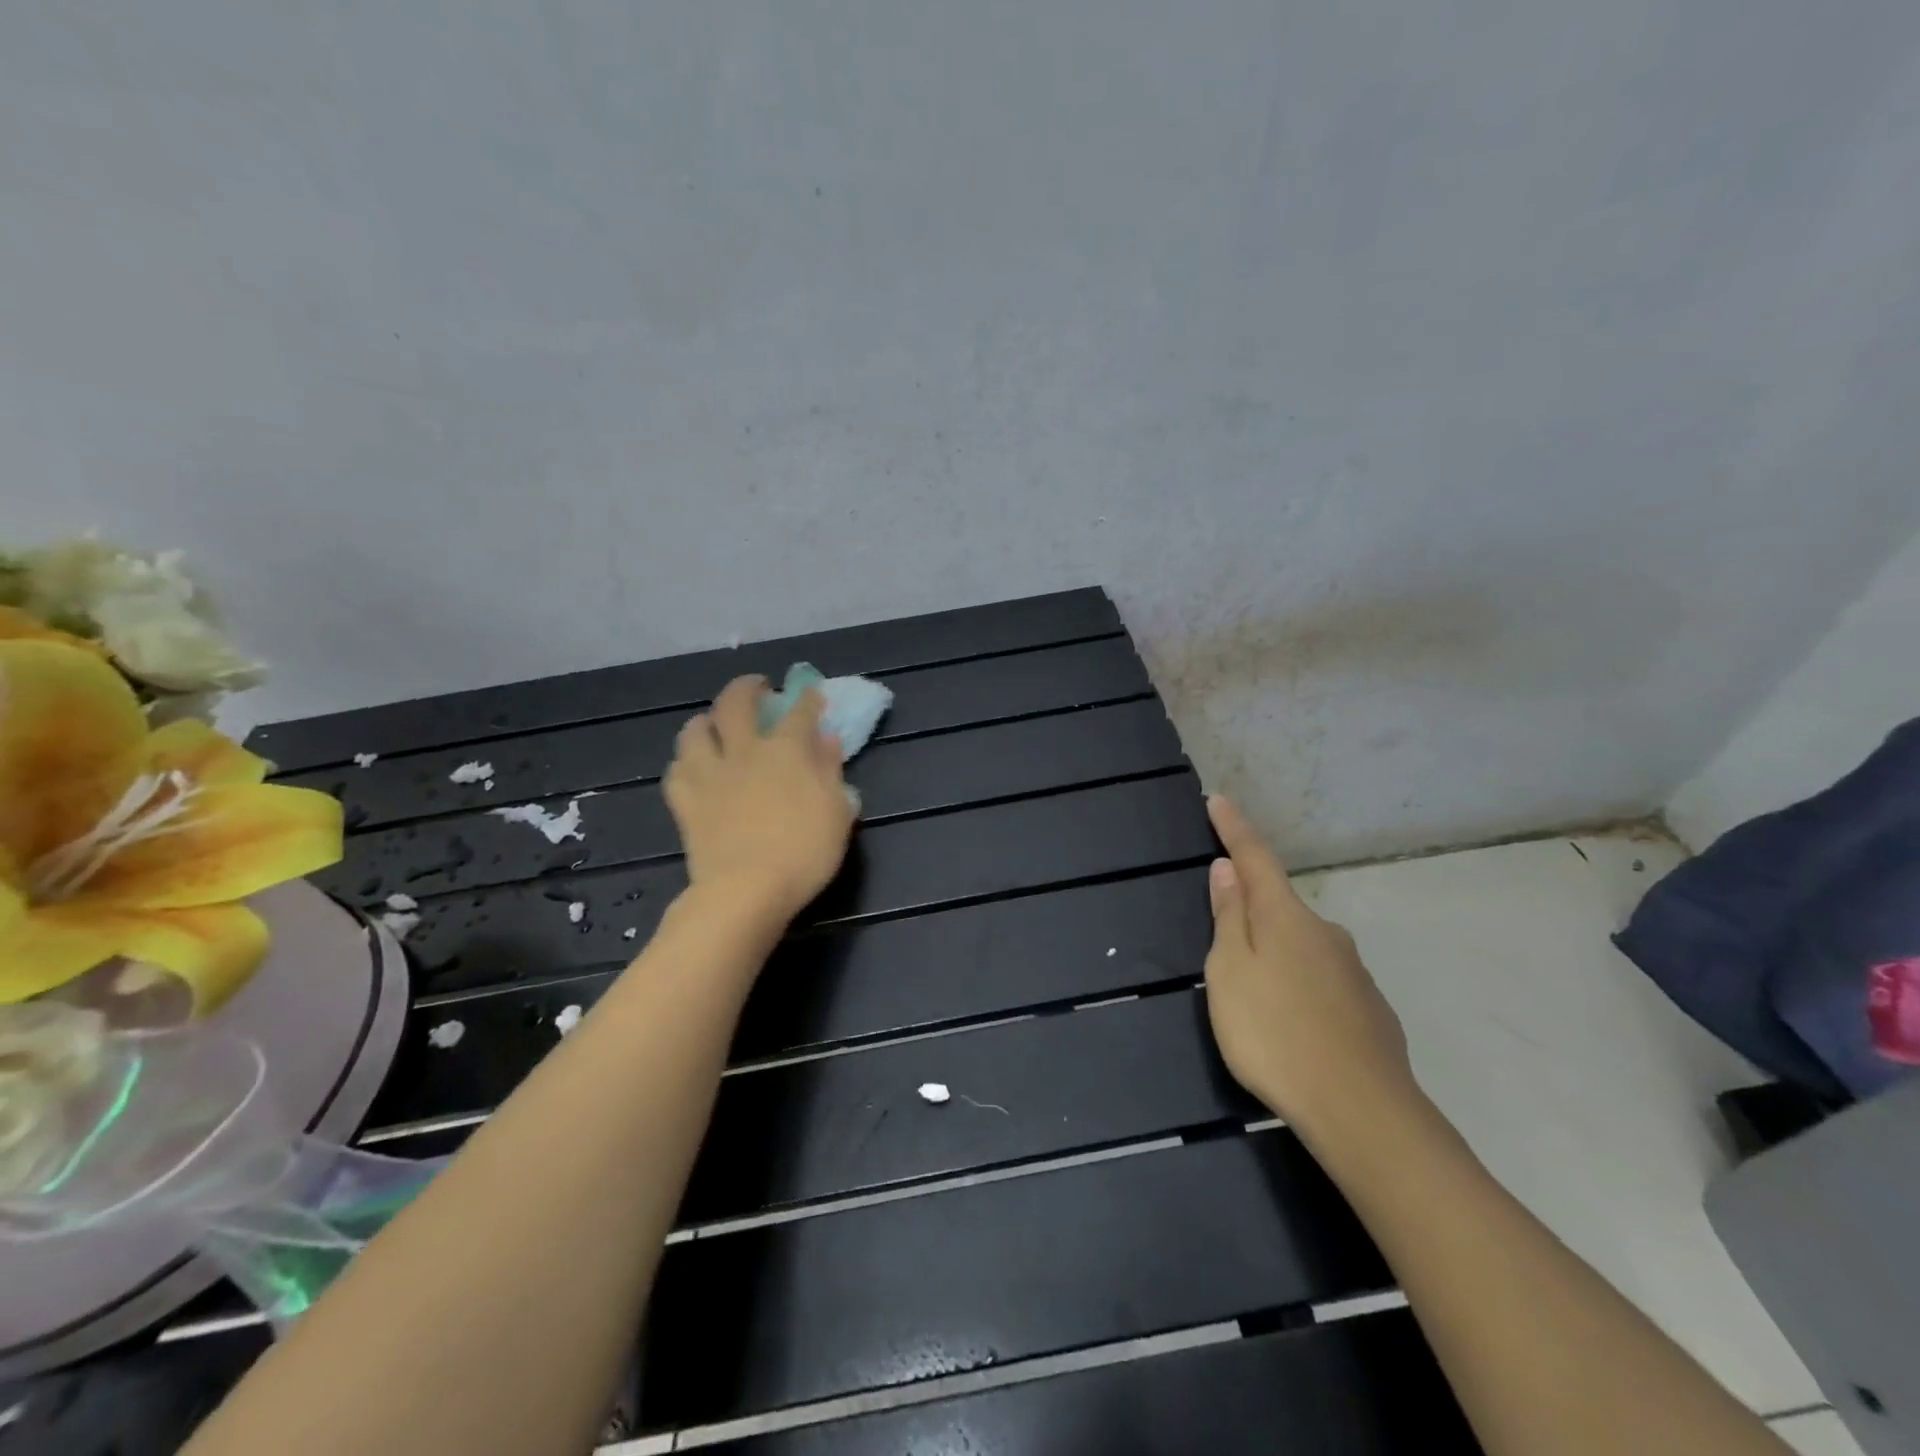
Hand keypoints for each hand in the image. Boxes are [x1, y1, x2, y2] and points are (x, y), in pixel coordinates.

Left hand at [664, 676, 855, 923]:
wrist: (746, 890)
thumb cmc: (803, 853)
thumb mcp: (836, 812)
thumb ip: (831, 771)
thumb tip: (827, 740)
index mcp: (786, 751)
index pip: (800, 711)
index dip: (808, 699)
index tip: (812, 695)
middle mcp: (745, 751)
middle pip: (737, 703)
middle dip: (747, 688)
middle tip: (756, 689)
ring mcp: (709, 774)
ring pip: (695, 730)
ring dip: (706, 721)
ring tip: (715, 726)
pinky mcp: (685, 801)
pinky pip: (676, 770)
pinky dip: (685, 763)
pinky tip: (694, 768)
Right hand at [1203, 795, 1419, 1140]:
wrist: (1362, 1112)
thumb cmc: (1274, 1033)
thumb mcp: (1230, 972)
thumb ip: (1229, 918)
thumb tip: (1227, 869)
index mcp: (1285, 917)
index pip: (1254, 857)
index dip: (1234, 829)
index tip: (1219, 800)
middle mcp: (1325, 933)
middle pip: (1279, 906)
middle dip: (1252, 907)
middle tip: (1225, 941)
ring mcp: (1353, 971)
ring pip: (1303, 946)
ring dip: (1276, 953)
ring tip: (1256, 996)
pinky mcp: (1370, 1009)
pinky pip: (1323, 981)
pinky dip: (1301, 987)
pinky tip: (1294, 1023)